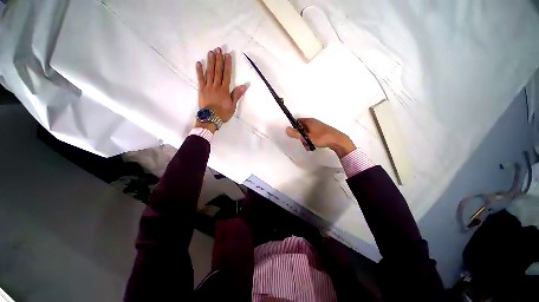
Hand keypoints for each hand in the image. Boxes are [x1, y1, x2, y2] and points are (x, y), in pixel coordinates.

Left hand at [195, 47, 246, 130]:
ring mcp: (208, 87)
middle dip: (218, 60)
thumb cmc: (223, 113)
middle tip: (218, 49)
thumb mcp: (233, 106)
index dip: (227, 65)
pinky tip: (199, 63)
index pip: (227, 75)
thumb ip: (237, 95)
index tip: (227, 56)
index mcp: (224, 90)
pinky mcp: (201, 89)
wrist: (210, 118)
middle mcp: (216, 86)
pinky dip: (199, 71)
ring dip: (210, 62)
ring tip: (211, 52)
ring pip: (209, 72)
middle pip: (218, 71)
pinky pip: (200, 79)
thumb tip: (244, 86)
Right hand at [285, 118, 355, 158]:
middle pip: (302, 128)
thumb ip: (296, 133)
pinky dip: (311, 140)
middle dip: (301, 136)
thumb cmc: (322, 138)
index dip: (295, 128)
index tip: (296, 135)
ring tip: (309, 146)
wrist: (338, 140)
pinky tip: (313, 146)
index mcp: (309, 121)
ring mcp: (318, 127)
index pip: (297, 122)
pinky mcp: (322, 131)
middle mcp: (313, 122)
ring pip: (307, 133)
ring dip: (306, 140)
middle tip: (303, 143)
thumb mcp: (307, 137)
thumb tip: (286, 129)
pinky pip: (312, 135)